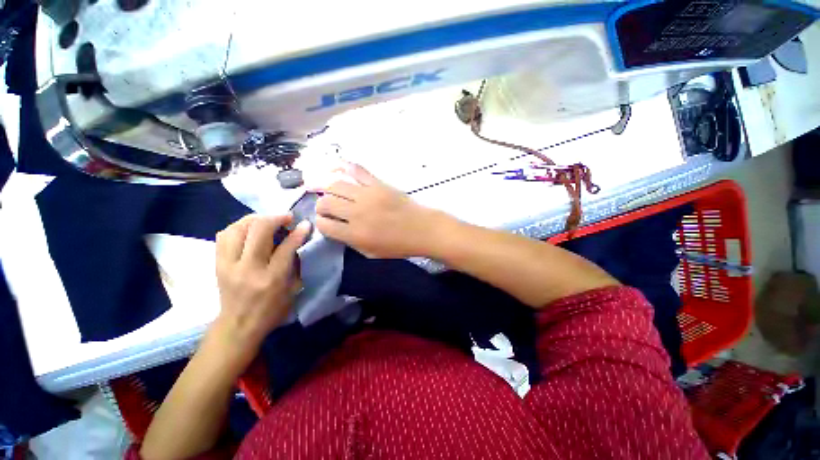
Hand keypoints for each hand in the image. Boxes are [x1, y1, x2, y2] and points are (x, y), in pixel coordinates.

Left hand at [210, 214, 309, 366]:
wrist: (238, 326)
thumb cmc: (271, 310)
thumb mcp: (292, 289)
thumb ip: (295, 263)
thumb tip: (298, 239)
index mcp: (271, 279)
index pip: (285, 247)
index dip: (298, 232)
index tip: (305, 223)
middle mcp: (248, 269)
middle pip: (258, 231)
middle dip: (275, 218)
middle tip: (286, 218)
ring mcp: (228, 265)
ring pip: (237, 229)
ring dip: (255, 219)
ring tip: (267, 220)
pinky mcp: (217, 264)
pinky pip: (224, 235)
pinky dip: (238, 227)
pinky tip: (249, 229)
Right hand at [314, 163, 448, 258]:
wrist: (423, 229)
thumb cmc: (399, 245)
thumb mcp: (371, 253)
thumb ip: (350, 242)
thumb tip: (335, 228)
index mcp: (356, 234)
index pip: (324, 225)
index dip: (320, 223)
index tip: (324, 222)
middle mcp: (357, 213)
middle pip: (325, 203)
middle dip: (320, 206)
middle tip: (326, 208)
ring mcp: (368, 195)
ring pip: (335, 185)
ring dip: (326, 188)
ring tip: (327, 191)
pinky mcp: (378, 184)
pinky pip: (357, 170)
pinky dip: (344, 167)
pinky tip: (336, 168)